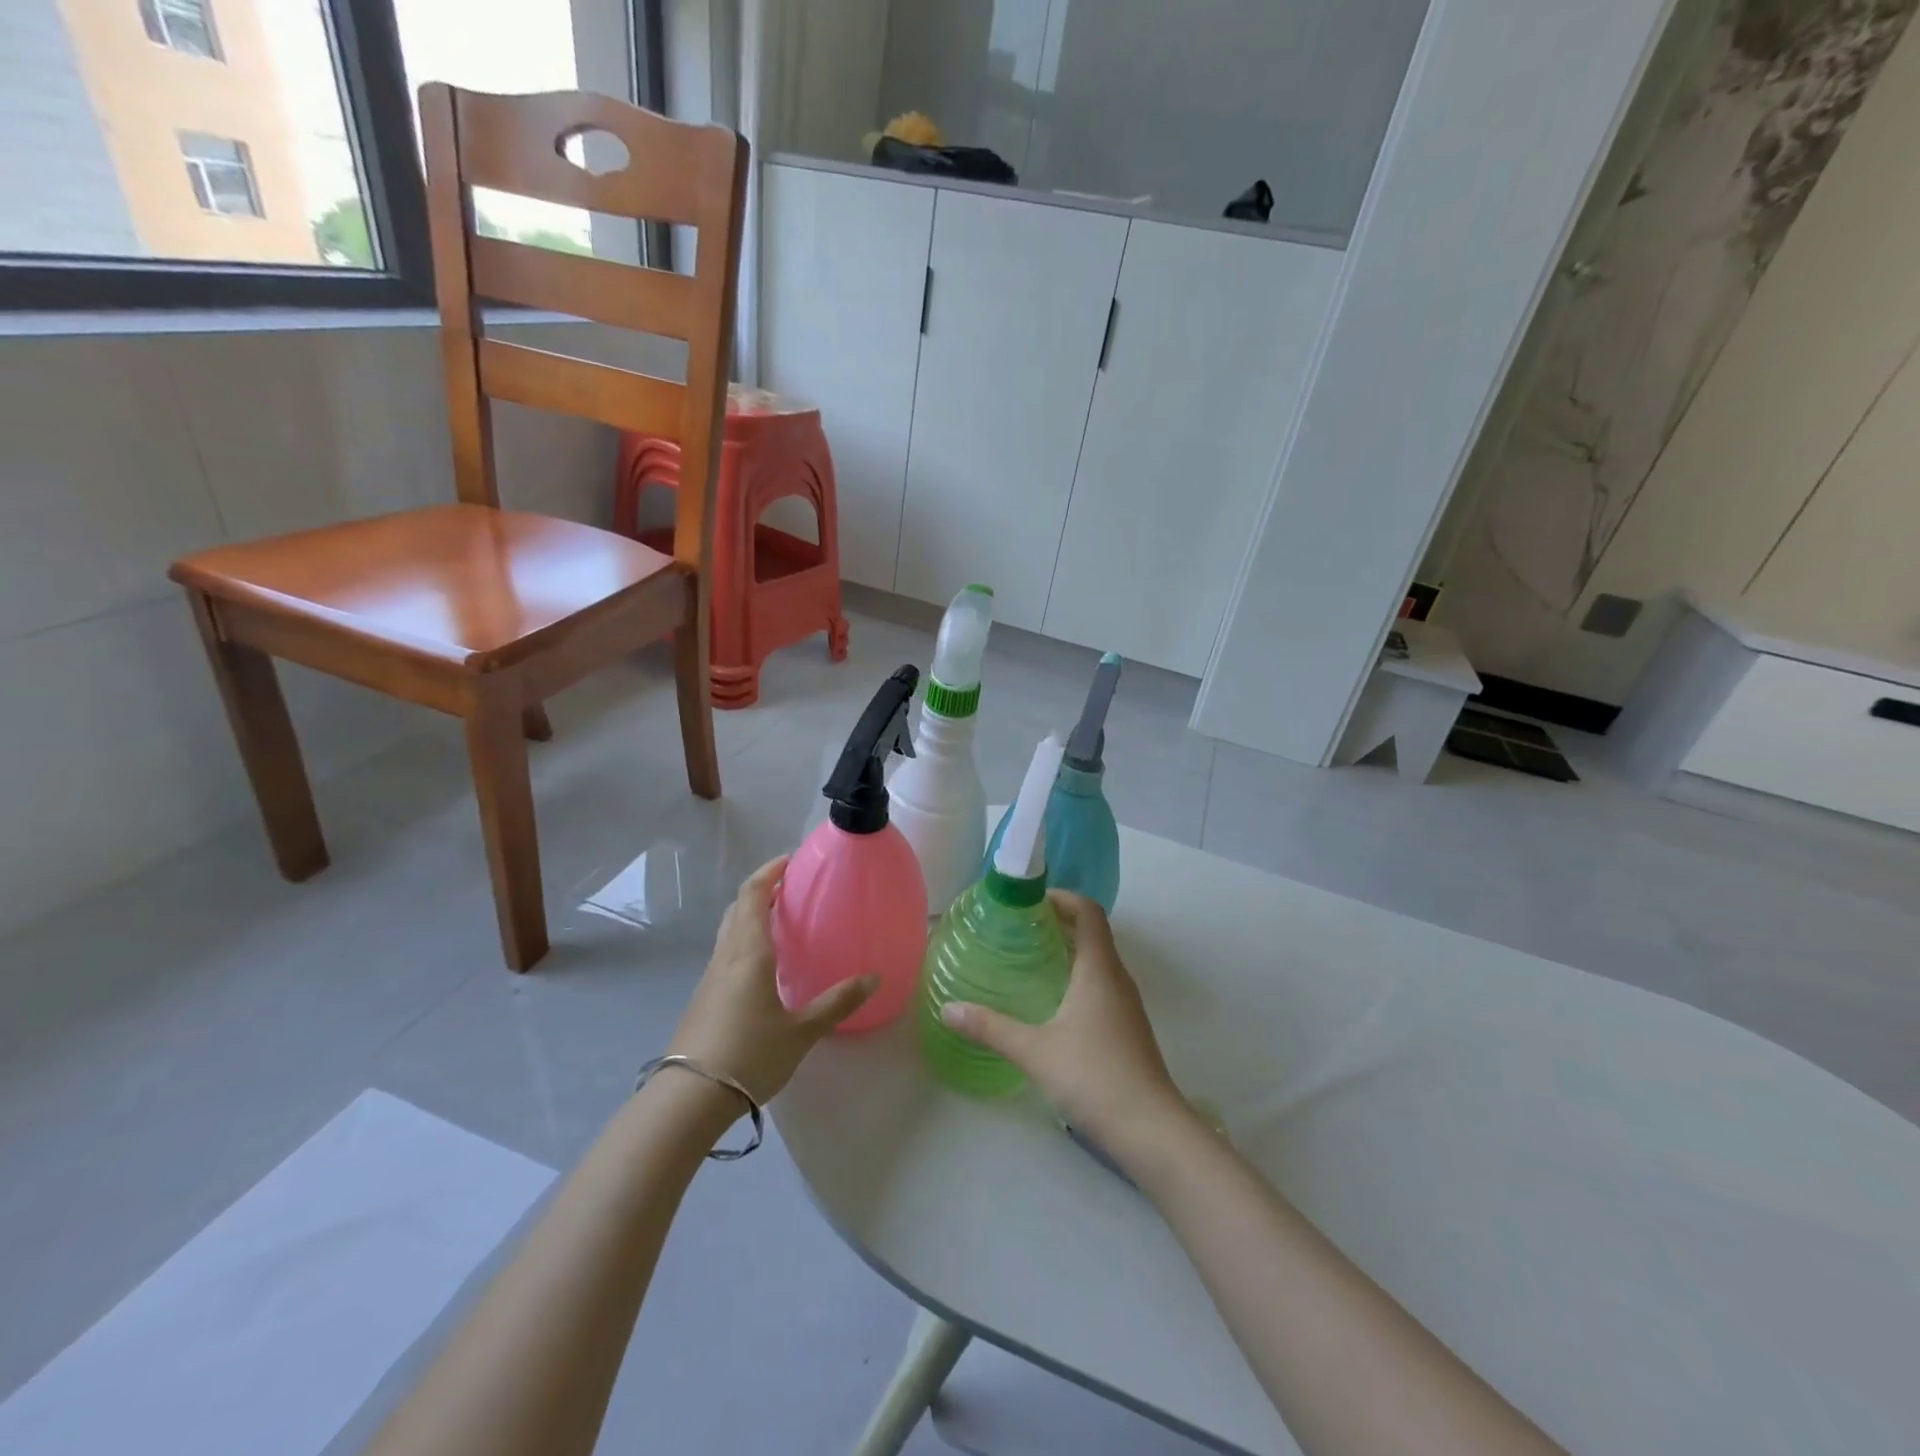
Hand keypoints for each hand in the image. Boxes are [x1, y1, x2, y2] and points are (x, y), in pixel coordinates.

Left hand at [668, 858, 875, 1103]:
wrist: (689, 1099)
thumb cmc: (749, 1055)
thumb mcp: (801, 1031)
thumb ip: (837, 1003)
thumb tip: (873, 978)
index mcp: (749, 954)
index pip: (752, 897)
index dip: (768, 873)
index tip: (788, 861)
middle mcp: (726, 957)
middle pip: (737, 909)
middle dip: (759, 891)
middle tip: (788, 888)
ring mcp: (710, 979)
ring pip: (728, 932)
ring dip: (749, 916)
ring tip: (778, 921)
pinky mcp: (703, 1000)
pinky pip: (725, 955)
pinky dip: (744, 942)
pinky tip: (762, 966)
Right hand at [940, 891, 1186, 1145]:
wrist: (1151, 1130)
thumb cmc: (1094, 1077)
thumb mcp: (1034, 1050)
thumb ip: (990, 1028)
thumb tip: (948, 1009)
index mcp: (1099, 970)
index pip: (1089, 913)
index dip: (1063, 898)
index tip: (1031, 901)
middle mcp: (1117, 979)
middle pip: (1093, 934)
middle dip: (1059, 924)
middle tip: (1018, 928)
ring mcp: (1126, 1005)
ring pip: (1098, 962)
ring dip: (1069, 951)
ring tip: (1029, 959)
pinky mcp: (1128, 1029)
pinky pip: (1102, 986)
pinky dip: (1077, 978)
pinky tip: (1052, 1002)